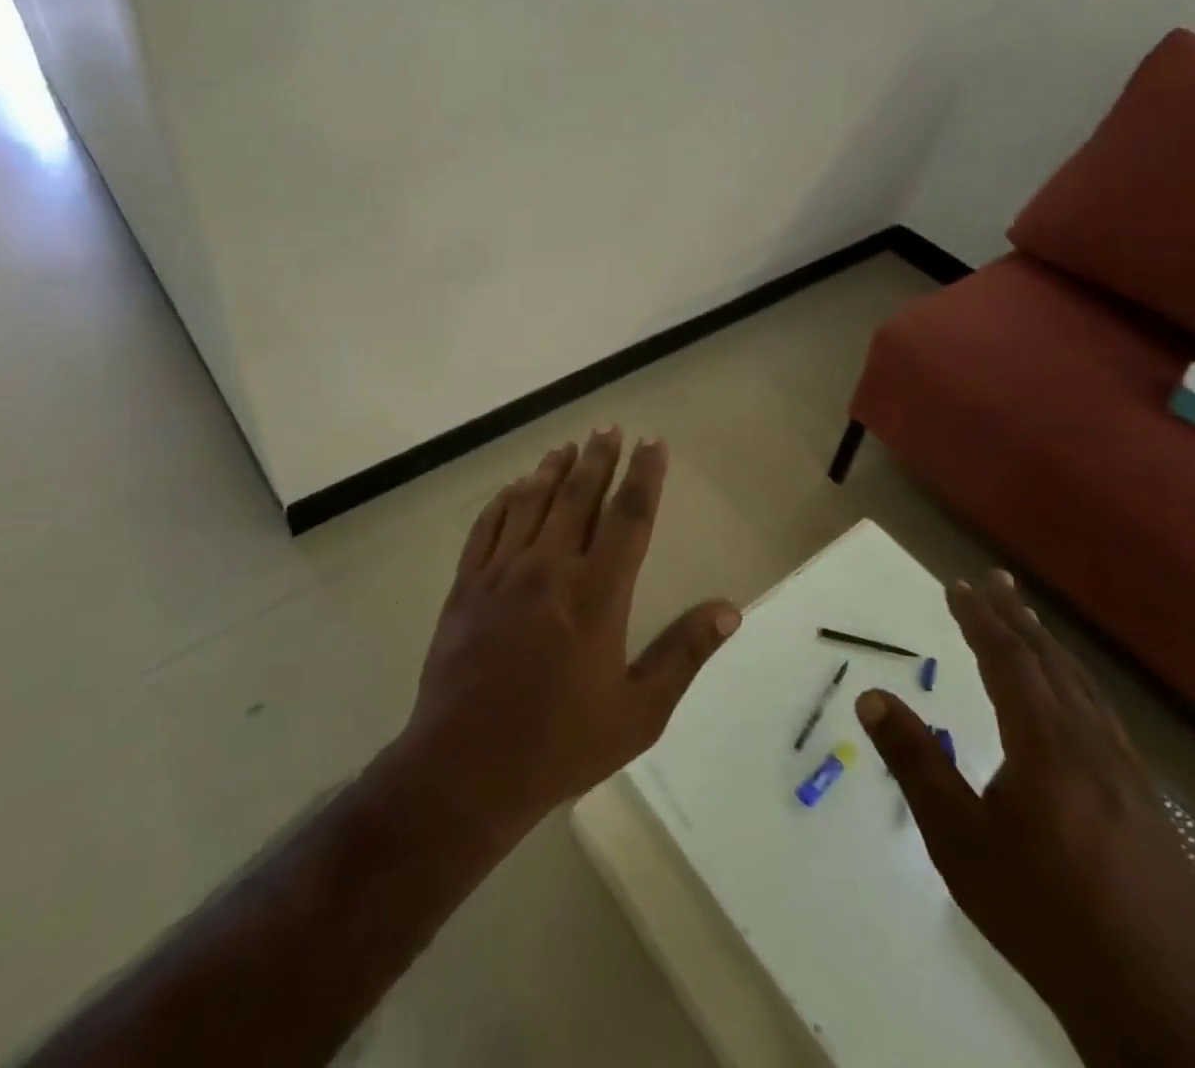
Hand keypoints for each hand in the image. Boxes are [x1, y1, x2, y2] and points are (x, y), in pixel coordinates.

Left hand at [397, 428, 740, 841]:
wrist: (465, 768)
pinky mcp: (467, 585)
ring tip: (567, 446)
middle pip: (579, 496)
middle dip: (598, 457)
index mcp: (596, 595)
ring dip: (552, 470)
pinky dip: (504, 500)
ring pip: (532, 502)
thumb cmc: (560, 745)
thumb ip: (683, 654)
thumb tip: (729, 609)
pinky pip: (487, 527)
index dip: (644, 475)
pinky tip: (514, 488)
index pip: (628, 517)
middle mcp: (549, 569)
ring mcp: (502, 573)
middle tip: (608, 427)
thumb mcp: (638, 712)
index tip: (653, 443)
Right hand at [858, 572, 1194, 1067]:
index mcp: (1046, 746)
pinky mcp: (1147, 804)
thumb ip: (915, 761)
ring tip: (1029, 621)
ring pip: (1084, 689)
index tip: (958, 585)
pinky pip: (1104, 717)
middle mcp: (1091, 745)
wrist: (1158, 1008)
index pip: (1008, 661)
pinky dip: (1077, 684)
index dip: (981, 619)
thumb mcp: (958, 840)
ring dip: (1050, 647)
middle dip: (1018, 618)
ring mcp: (1128, 774)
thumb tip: (870, 695)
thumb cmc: (1042, 914)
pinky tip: (1075, 699)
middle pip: (1051, 663)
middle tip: (997, 580)